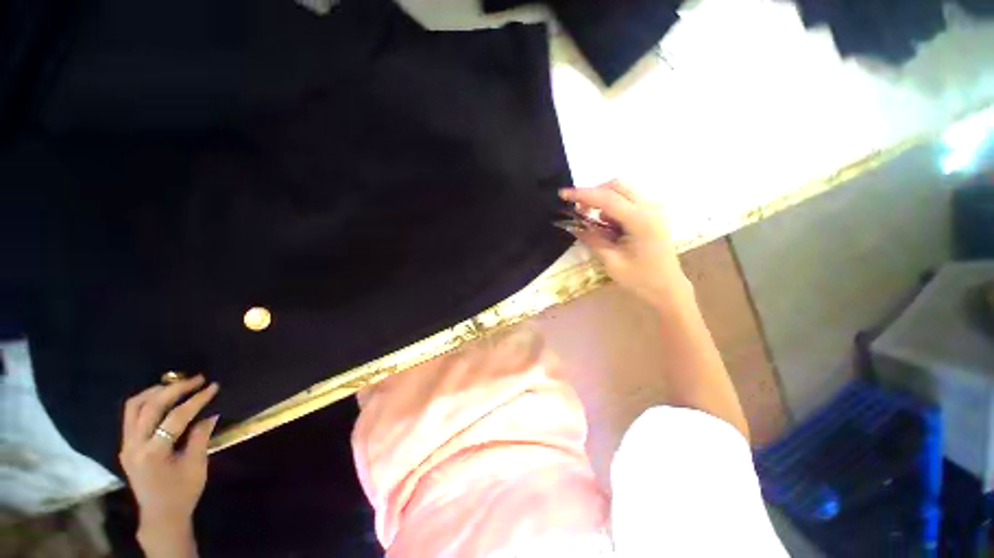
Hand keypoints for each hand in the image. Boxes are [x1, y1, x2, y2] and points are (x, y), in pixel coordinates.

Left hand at [119, 375, 218, 555]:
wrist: (161, 515)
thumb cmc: (182, 492)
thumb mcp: (196, 466)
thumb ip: (200, 437)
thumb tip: (210, 413)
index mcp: (153, 453)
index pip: (175, 417)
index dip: (196, 400)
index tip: (213, 386)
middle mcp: (134, 445)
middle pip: (149, 406)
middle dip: (174, 388)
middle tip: (197, 379)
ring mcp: (126, 445)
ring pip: (134, 407)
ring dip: (155, 391)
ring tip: (177, 384)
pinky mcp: (126, 445)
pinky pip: (131, 415)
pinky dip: (147, 401)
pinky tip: (162, 399)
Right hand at [560, 181, 690, 307]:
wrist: (668, 290)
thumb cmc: (641, 280)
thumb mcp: (611, 262)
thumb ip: (592, 240)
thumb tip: (572, 226)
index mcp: (641, 221)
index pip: (607, 199)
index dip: (583, 194)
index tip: (563, 194)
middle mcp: (650, 208)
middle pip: (617, 186)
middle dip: (594, 194)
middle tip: (579, 211)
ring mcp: (653, 210)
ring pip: (622, 192)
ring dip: (603, 202)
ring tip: (595, 225)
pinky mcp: (652, 215)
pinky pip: (628, 202)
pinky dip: (613, 209)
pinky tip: (609, 228)